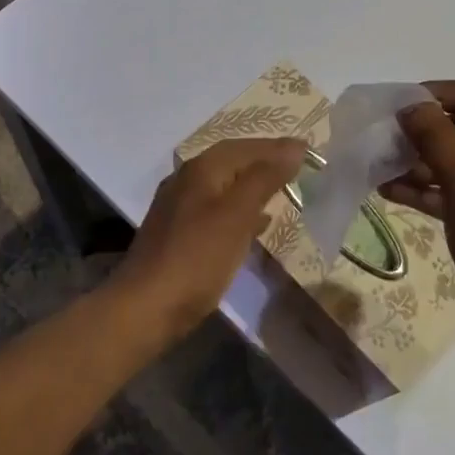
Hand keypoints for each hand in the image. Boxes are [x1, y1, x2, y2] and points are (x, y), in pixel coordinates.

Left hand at [109, 137, 307, 340]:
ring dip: (253, 185)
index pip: (245, 146)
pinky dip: (240, 209)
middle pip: (232, 161)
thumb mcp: (236, 214)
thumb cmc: (197, 258)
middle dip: (265, 162)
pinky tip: (257, 223)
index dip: (277, 147)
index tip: (309, 150)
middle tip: (298, 167)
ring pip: (224, 185)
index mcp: (201, 169)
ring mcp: (179, 207)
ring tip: (284, 191)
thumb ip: (265, 177)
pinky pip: (216, 209)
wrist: (146, 307)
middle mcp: (186, 179)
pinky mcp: (178, 233)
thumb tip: (294, 147)